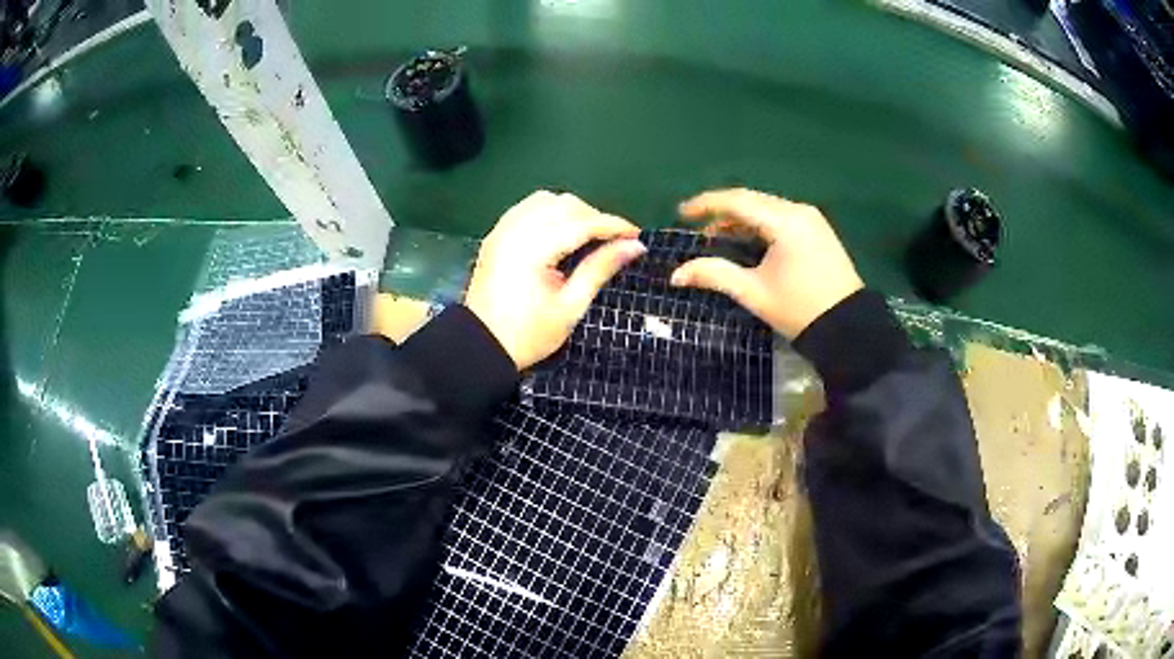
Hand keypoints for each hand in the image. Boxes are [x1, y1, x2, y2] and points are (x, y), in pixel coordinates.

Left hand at [465, 191, 645, 369]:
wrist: (481, 347)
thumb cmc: (528, 335)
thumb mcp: (570, 307)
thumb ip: (600, 269)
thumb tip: (635, 246)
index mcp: (532, 250)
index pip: (581, 223)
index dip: (612, 225)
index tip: (637, 235)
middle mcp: (515, 231)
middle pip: (564, 204)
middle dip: (593, 217)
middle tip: (614, 241)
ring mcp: (502, 230)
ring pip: (545, 200)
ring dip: (571, 211)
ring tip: (589, 236)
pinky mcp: (496, 235)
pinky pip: (527, 208)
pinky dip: (549, 212)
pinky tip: (561, 232)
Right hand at [670, 188, 863, 339]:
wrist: (849, 328)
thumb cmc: (799, 310)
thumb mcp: (753, 293)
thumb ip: (714, 275)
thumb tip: (676, 275)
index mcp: (785, 222)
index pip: (737, 201)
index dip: (706, 204)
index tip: (682, 213)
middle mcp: (799, 211)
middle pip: (753, 201)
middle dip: (722, 212)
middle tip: (698, 228)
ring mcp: (812, 219)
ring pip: (767, 208)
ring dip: (741, 219)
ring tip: (718, 237)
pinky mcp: (819, 231)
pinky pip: (782, 218)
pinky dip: (760, 225)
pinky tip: (748, 241)